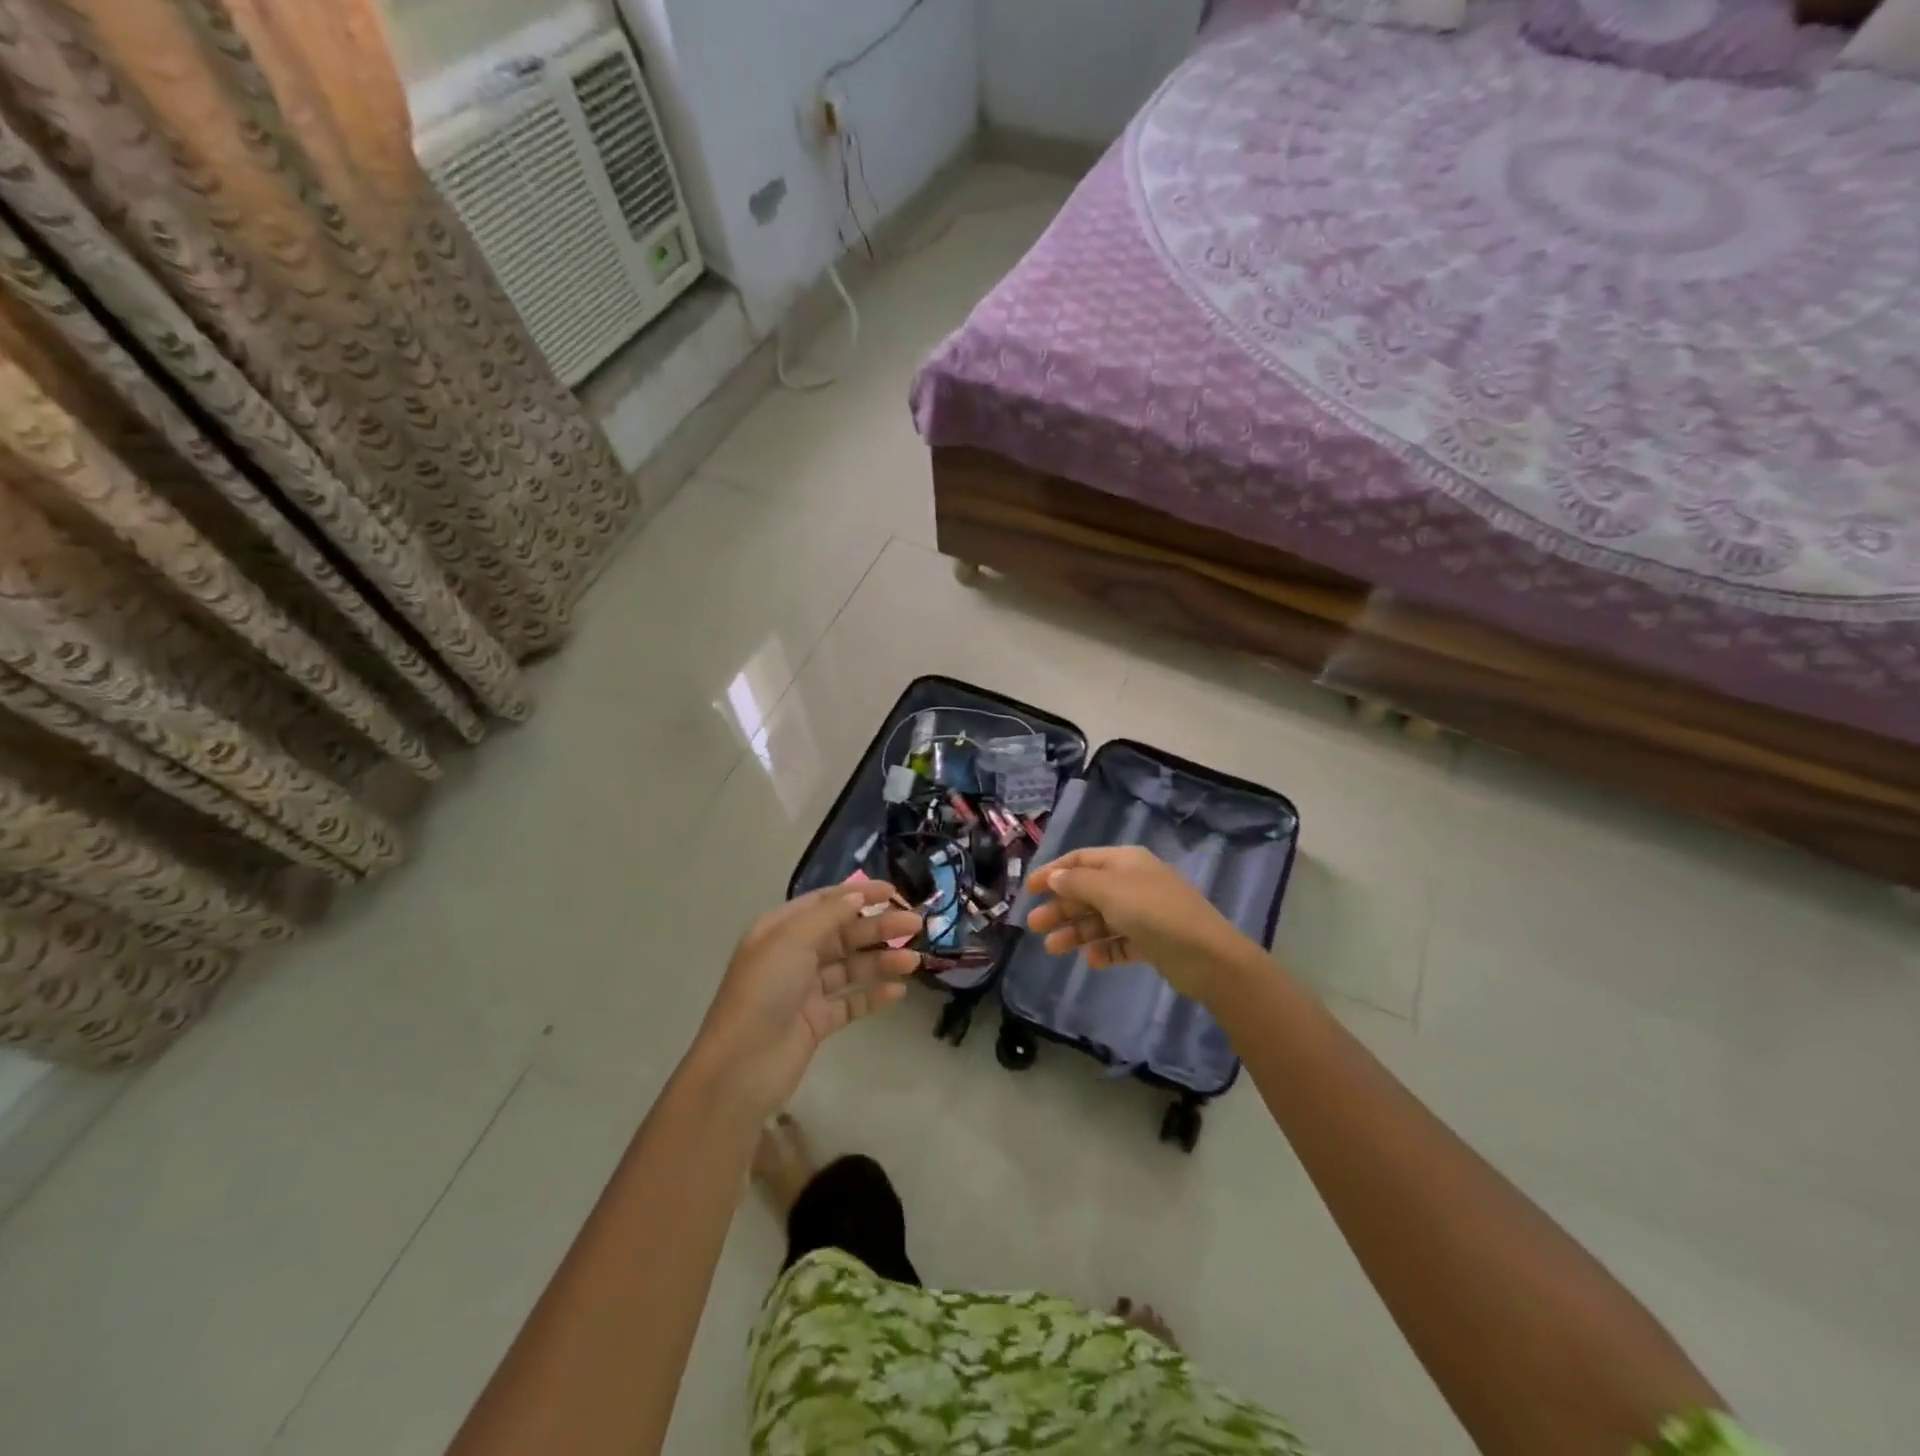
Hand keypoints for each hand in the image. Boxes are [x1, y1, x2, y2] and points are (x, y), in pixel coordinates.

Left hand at [687, 880, 921, 1121]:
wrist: (742, 1066)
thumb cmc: (764, 991)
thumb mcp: (792, 940)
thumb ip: (828, 915)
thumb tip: (857, 895)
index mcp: (781, 930)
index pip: (826, 903)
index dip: (859, 894)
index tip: (894, 891)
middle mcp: (794, 955)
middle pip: (844, 934)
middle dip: (879, 928)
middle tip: (915, 925)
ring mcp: (806, 990)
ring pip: (851, 967)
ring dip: (882, 961)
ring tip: (914, 961)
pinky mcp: (817, 1022)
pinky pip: (851, 1002)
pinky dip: (874, 995)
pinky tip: (897, 991)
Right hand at [1024, 845, 1253, 1002]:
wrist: (1206, 955)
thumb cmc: (1153, 912)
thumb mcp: (1109, 890)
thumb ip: (1076, 882)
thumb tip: (1053, 876)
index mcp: (1125, 861)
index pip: (1081, 860)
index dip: (1053, 872)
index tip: (1028, 889)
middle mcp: (1133, 882)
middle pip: (1088, 891)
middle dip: (1060, 907)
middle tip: (1034, 925)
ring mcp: (1144, 912)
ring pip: (1101, 919)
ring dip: (1076, 931)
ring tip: (1053, 949)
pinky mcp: (1153, 941)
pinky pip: (1120, 942)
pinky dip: (1104, 949)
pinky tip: (1091, 960)